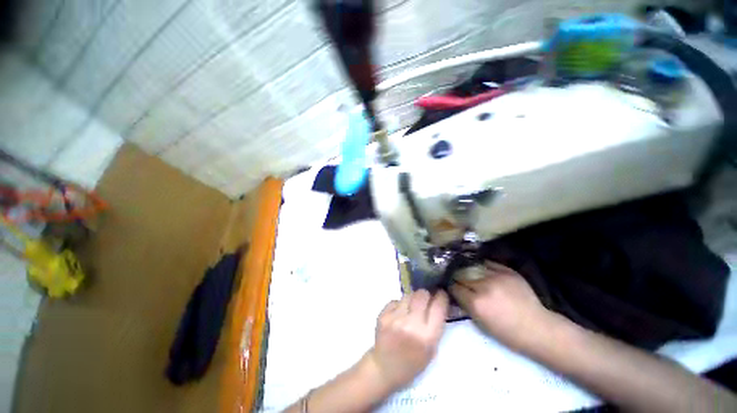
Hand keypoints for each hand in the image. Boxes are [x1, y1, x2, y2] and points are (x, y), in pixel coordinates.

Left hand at [366, 290, 448, 391]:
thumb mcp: (432, 349)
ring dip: (412, 299)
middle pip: (422, 295)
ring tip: (411, 308)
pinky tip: (399, 315)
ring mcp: (395, 319)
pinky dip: (400, 305)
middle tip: (425, 299)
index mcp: (427, 337)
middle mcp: (411, 325)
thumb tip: (438, 301)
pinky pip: (396, 300)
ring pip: (408, 295)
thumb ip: (436, 325)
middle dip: (426, 295)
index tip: (441, 293)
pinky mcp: (383, 315)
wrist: (384, 368)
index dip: (441, 297)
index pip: (438, 307)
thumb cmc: (412, 362)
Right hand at [450, 261, 551, 352]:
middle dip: (458, 277)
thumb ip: (466, 304)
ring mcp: (497, 276)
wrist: (538, 328)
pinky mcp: (508, 271)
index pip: (455, 287)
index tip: (451, 287)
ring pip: (473, 267)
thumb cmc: (507, 332)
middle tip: (458, 279)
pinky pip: (488, 264)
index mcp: (476, 303)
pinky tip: (481, 269)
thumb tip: (455, 291)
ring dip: (468, 270)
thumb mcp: (481, 323)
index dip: (452, 287)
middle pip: (461, 275)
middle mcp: (484, 286)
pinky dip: (482, 267)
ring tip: (468, 272)